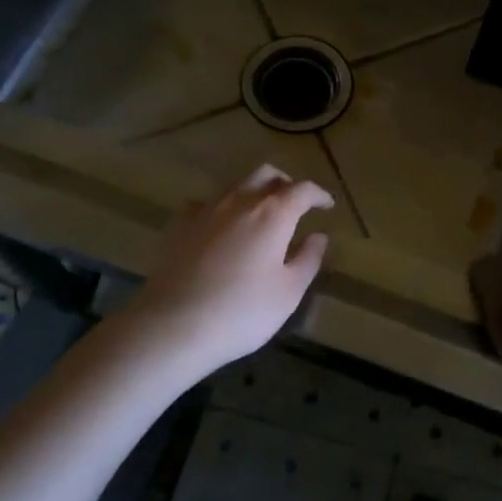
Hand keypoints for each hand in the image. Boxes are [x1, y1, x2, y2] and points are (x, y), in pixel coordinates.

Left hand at [129, 165, 333, 376]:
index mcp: (273, 213)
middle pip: (267, 174)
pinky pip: (204, 204)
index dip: (318, 194)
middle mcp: (240, 201)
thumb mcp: (289, 292)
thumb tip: (318, 236)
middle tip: (295, 203)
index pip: (303, 190)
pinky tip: (219, 226)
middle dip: (285, 184)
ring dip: (253, 191)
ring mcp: (205, 210)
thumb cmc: (242, 311)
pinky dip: (220, 208)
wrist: (173, 325)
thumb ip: (308, 259)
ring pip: (235, 185)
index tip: (327, 205)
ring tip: (260, 214)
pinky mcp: (178, 225)